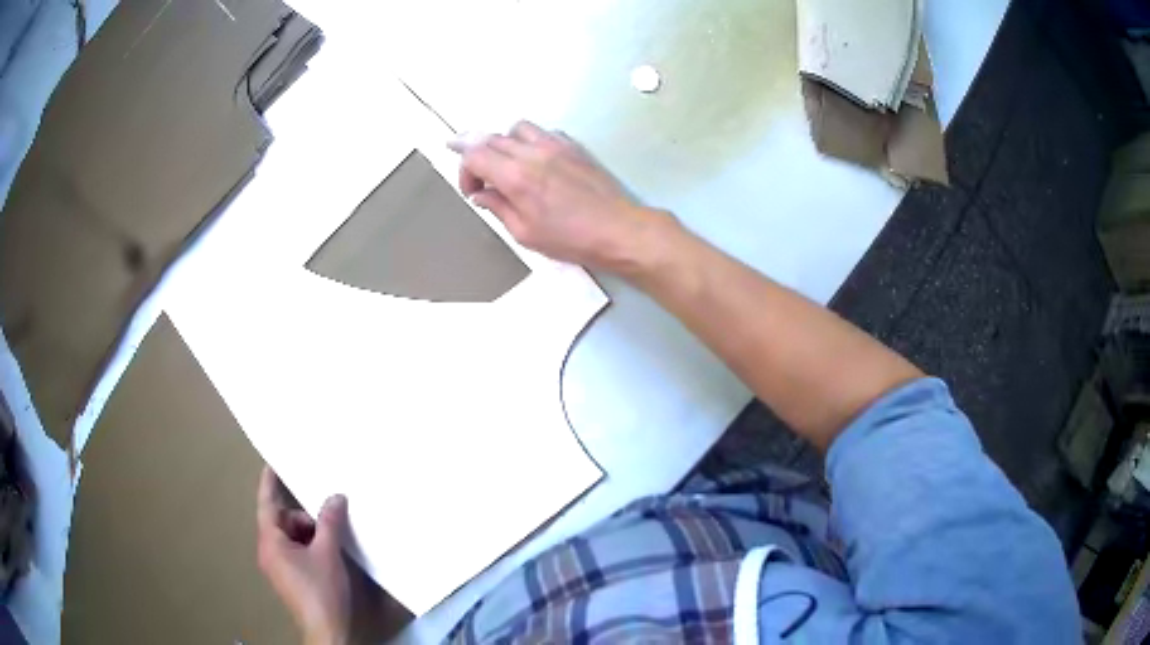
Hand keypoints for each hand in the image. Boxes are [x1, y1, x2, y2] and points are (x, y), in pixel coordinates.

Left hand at [257, 467, 351, 644]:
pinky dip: (308, 548)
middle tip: (325, 526)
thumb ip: (329, 521)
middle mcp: (268, 552)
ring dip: (308, 535)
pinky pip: (294, 552)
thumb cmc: (321, 590)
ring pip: (289, 538)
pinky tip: (327, 558)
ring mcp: (277, 567)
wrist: (326, 630)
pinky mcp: (288, 578)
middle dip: (303, 519)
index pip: (266, 504)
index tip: (272, 464)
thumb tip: (335, 497)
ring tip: (329, 547)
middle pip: (281, 521)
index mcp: (270, 542)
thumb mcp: (328, 552)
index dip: (269, 483)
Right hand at [448, 121, 672, 274]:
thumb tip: (481, 195)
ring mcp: (555, 145)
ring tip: (506, 166)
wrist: (618, 229)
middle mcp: (533, 152)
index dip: (464, 171)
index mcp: (516, 176)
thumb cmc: (571, 239)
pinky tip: (533, 161)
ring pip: (516, 128)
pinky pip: (542, 132)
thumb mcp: (525, 233)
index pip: (474, 155)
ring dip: (503, 143)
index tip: (472, 192)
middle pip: (491, 138)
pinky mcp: (572, 146)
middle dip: (476, 155)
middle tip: (480, 180)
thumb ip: (498, 208)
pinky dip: (528, 141)